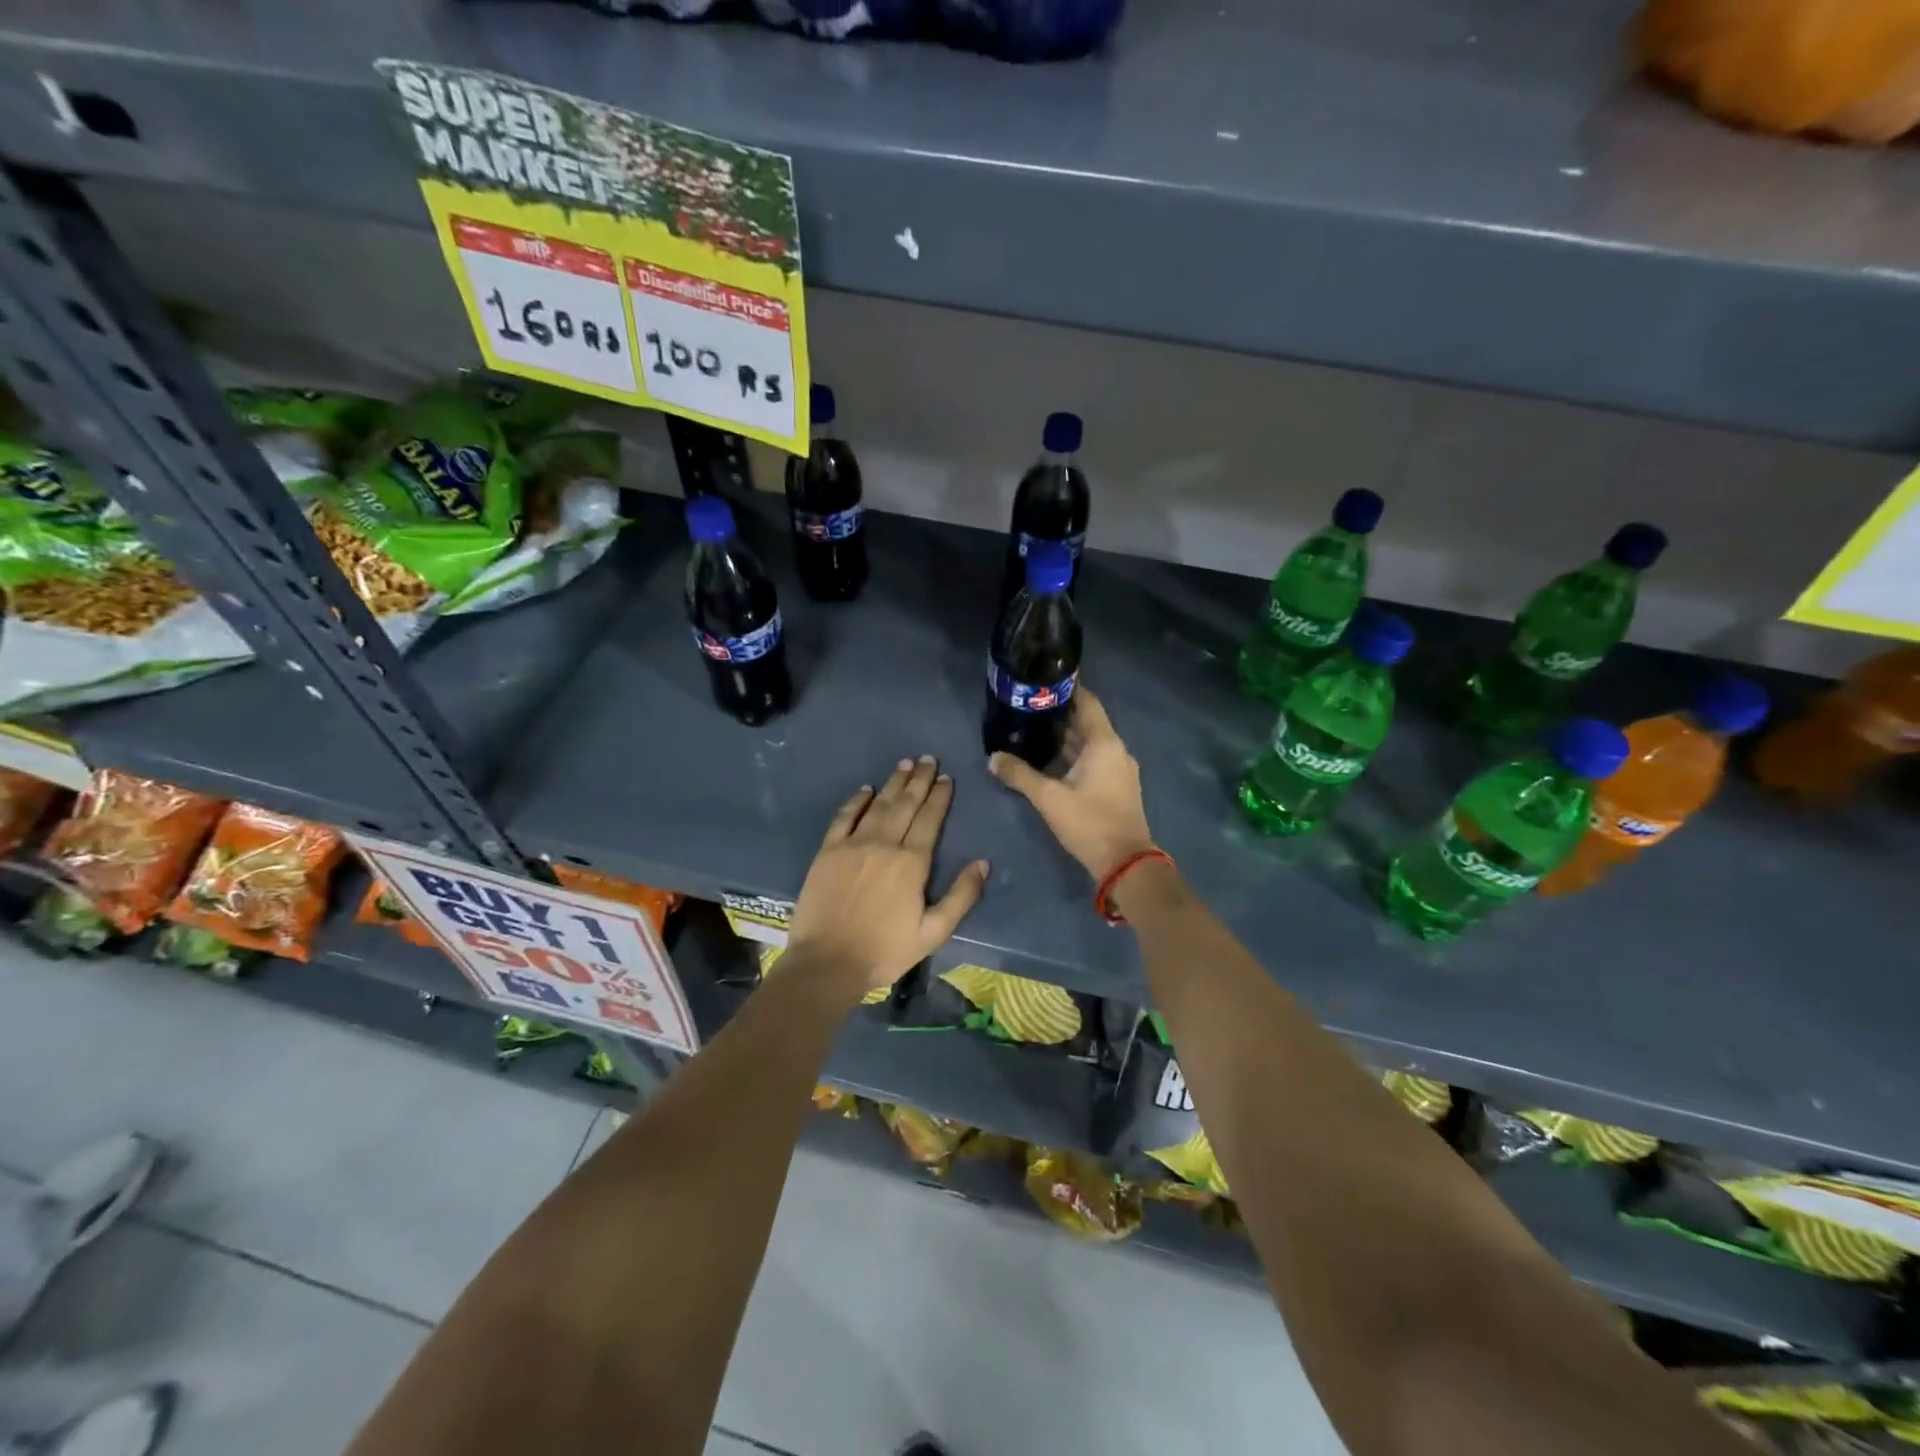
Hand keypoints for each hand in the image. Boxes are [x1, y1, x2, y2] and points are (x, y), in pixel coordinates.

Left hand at [785, 755, 989, 996]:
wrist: (827, 962)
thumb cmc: (885, 951)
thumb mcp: (933, 933)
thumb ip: (961, 897)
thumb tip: (983, 863)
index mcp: (912, 863)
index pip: (930, 820)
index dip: (939, 797)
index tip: (946, 778)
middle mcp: (884, 844)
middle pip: (906, 804)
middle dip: (920, 780)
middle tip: (928, 759)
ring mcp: (853, 844)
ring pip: (879, 805)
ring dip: (894, 783)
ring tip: (905, 764)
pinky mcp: (828, 851)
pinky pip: (844, 817)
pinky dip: (857, 801)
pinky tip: (866, 789)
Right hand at [989, 687, 1155, 881]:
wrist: (1125, 862)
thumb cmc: (1089, 822)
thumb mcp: (1048, 798)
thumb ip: (1019, 775)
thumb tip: (993, 758)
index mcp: (1104, 743)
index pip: (1087, 703)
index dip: (1067, 690)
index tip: (1042, 683)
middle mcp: (1115, 750)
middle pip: (1087, 722)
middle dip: (1059, 715)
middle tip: (1028, 708)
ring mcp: (1119, 769)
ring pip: (1090, 743)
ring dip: (1065, 737)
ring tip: (1033, 730)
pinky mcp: (1117, 786)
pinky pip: (1094, 759)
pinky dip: (1074, 755)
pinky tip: (1050, 760)